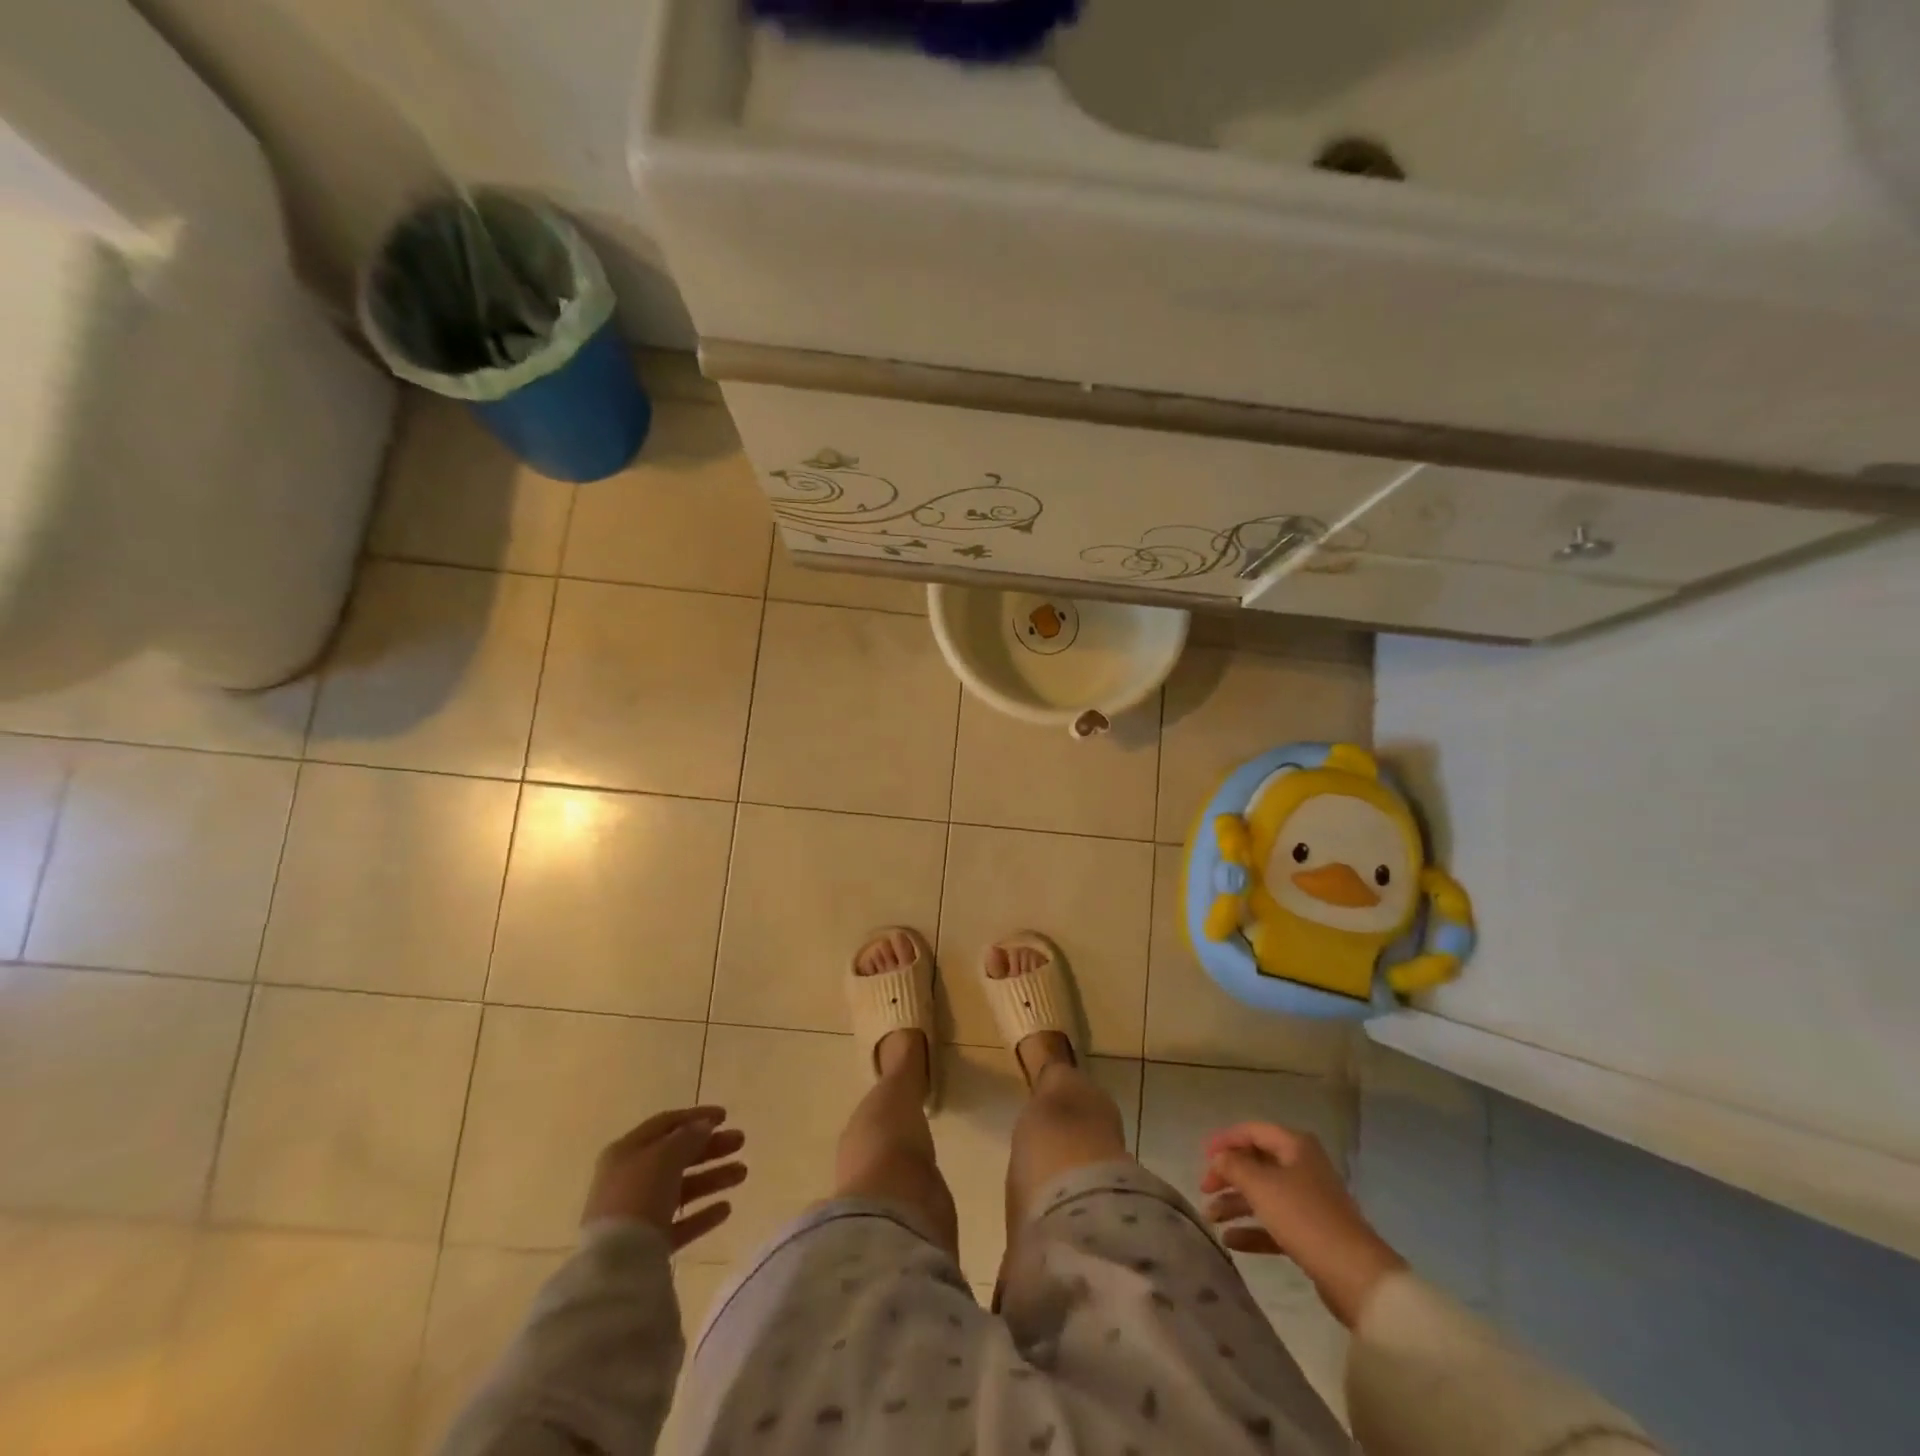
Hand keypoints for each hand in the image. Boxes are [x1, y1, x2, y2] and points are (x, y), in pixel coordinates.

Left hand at [581, 1106, 746, 1252]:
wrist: (615, 1265)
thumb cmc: (638, 1195)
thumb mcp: (666, 1155)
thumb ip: (688, 1137)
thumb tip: (704, 1126)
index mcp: (627, 1151)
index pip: (665, 1124)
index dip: (696, 1116)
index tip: (726, 1116)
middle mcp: (630, 1180)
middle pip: (677, 1156)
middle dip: (711, 1148)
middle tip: (740, 1141)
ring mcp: (638, 1214)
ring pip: (682, 1189)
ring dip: (713, 1178)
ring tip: (742, 1173)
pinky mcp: (648, 1245)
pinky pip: (680, 1223)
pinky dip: (702, 1214)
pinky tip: (726, 1209)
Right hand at [1201, 1121, 1405, 1328]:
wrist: (1356, 1276)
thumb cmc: (1304, 1218)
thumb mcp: (1261, 1186)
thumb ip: (1234, 1166)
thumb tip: (1220, 1157)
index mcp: (1295, 1146)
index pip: (1253, 1131)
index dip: (1226, 1139)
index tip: (1203, 1156)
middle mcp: (1302, 1167)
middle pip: (1257, 1163)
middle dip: (1228, 1175)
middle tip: (1204, 1189)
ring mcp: (1309, 1202)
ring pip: (1264, 1194)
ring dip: (1236, 1204)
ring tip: (1210, 1218)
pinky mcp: (1312, 1233)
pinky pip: (1275, 1223)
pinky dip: (1252, 1229)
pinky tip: (1230, 1241)